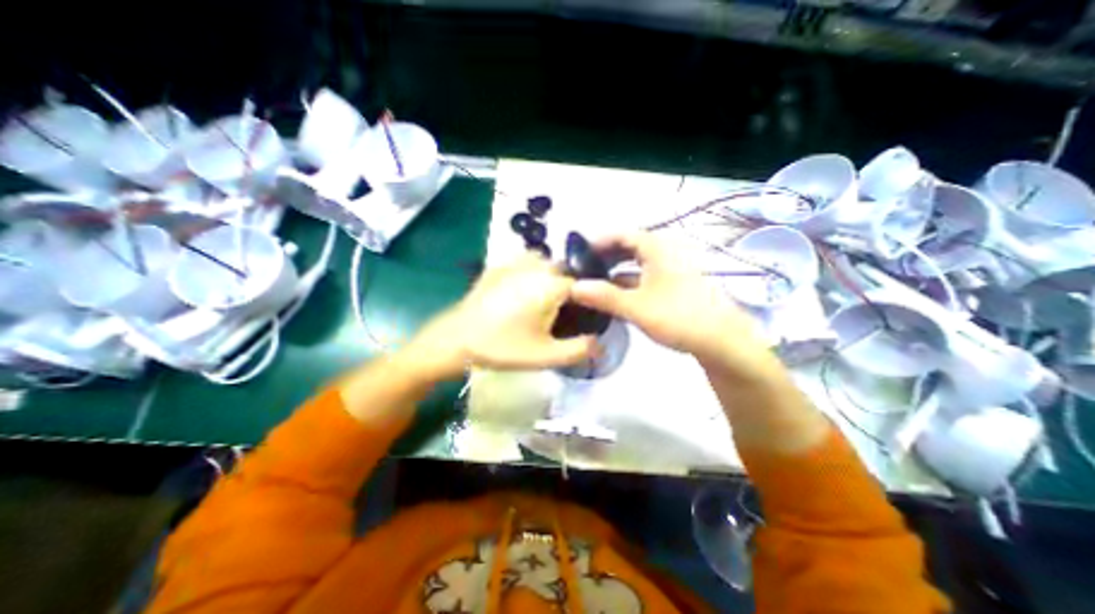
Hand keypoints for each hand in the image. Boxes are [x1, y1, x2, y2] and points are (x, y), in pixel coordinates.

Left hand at [402, 252, 597, 378]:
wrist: (457, 338)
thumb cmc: (503, 347)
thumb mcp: (545, 356)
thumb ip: (579, 350)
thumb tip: (601, 345)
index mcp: (551, 284)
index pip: (585, 283)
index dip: (590, 299)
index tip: (588, 315)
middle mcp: (537, 265)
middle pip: (567, 271)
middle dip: (571, 289)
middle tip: (565, 313)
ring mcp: (515, 262)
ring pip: (548, 265)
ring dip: (553, 279)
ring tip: (546, 303)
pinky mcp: (500, 265)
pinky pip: (527, 264)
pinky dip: (534, 274)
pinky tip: (525, 294)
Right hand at [569, 233, 773, 377]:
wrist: (721, 341)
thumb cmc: (678, 317)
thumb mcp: (637, 307)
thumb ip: (604, 297)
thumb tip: (573, 288)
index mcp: (657, 249)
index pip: (622, 234)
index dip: (599, 241)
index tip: (579, 254)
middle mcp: (664, 254)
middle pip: (628, 248)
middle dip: (605, 257)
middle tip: (583, 269)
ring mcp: (670, 271)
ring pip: (636, 264)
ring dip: (615, 271)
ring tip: (593, 283)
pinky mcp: (673, 287)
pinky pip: (644, 278)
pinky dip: (627, 284)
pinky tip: (614, 297)